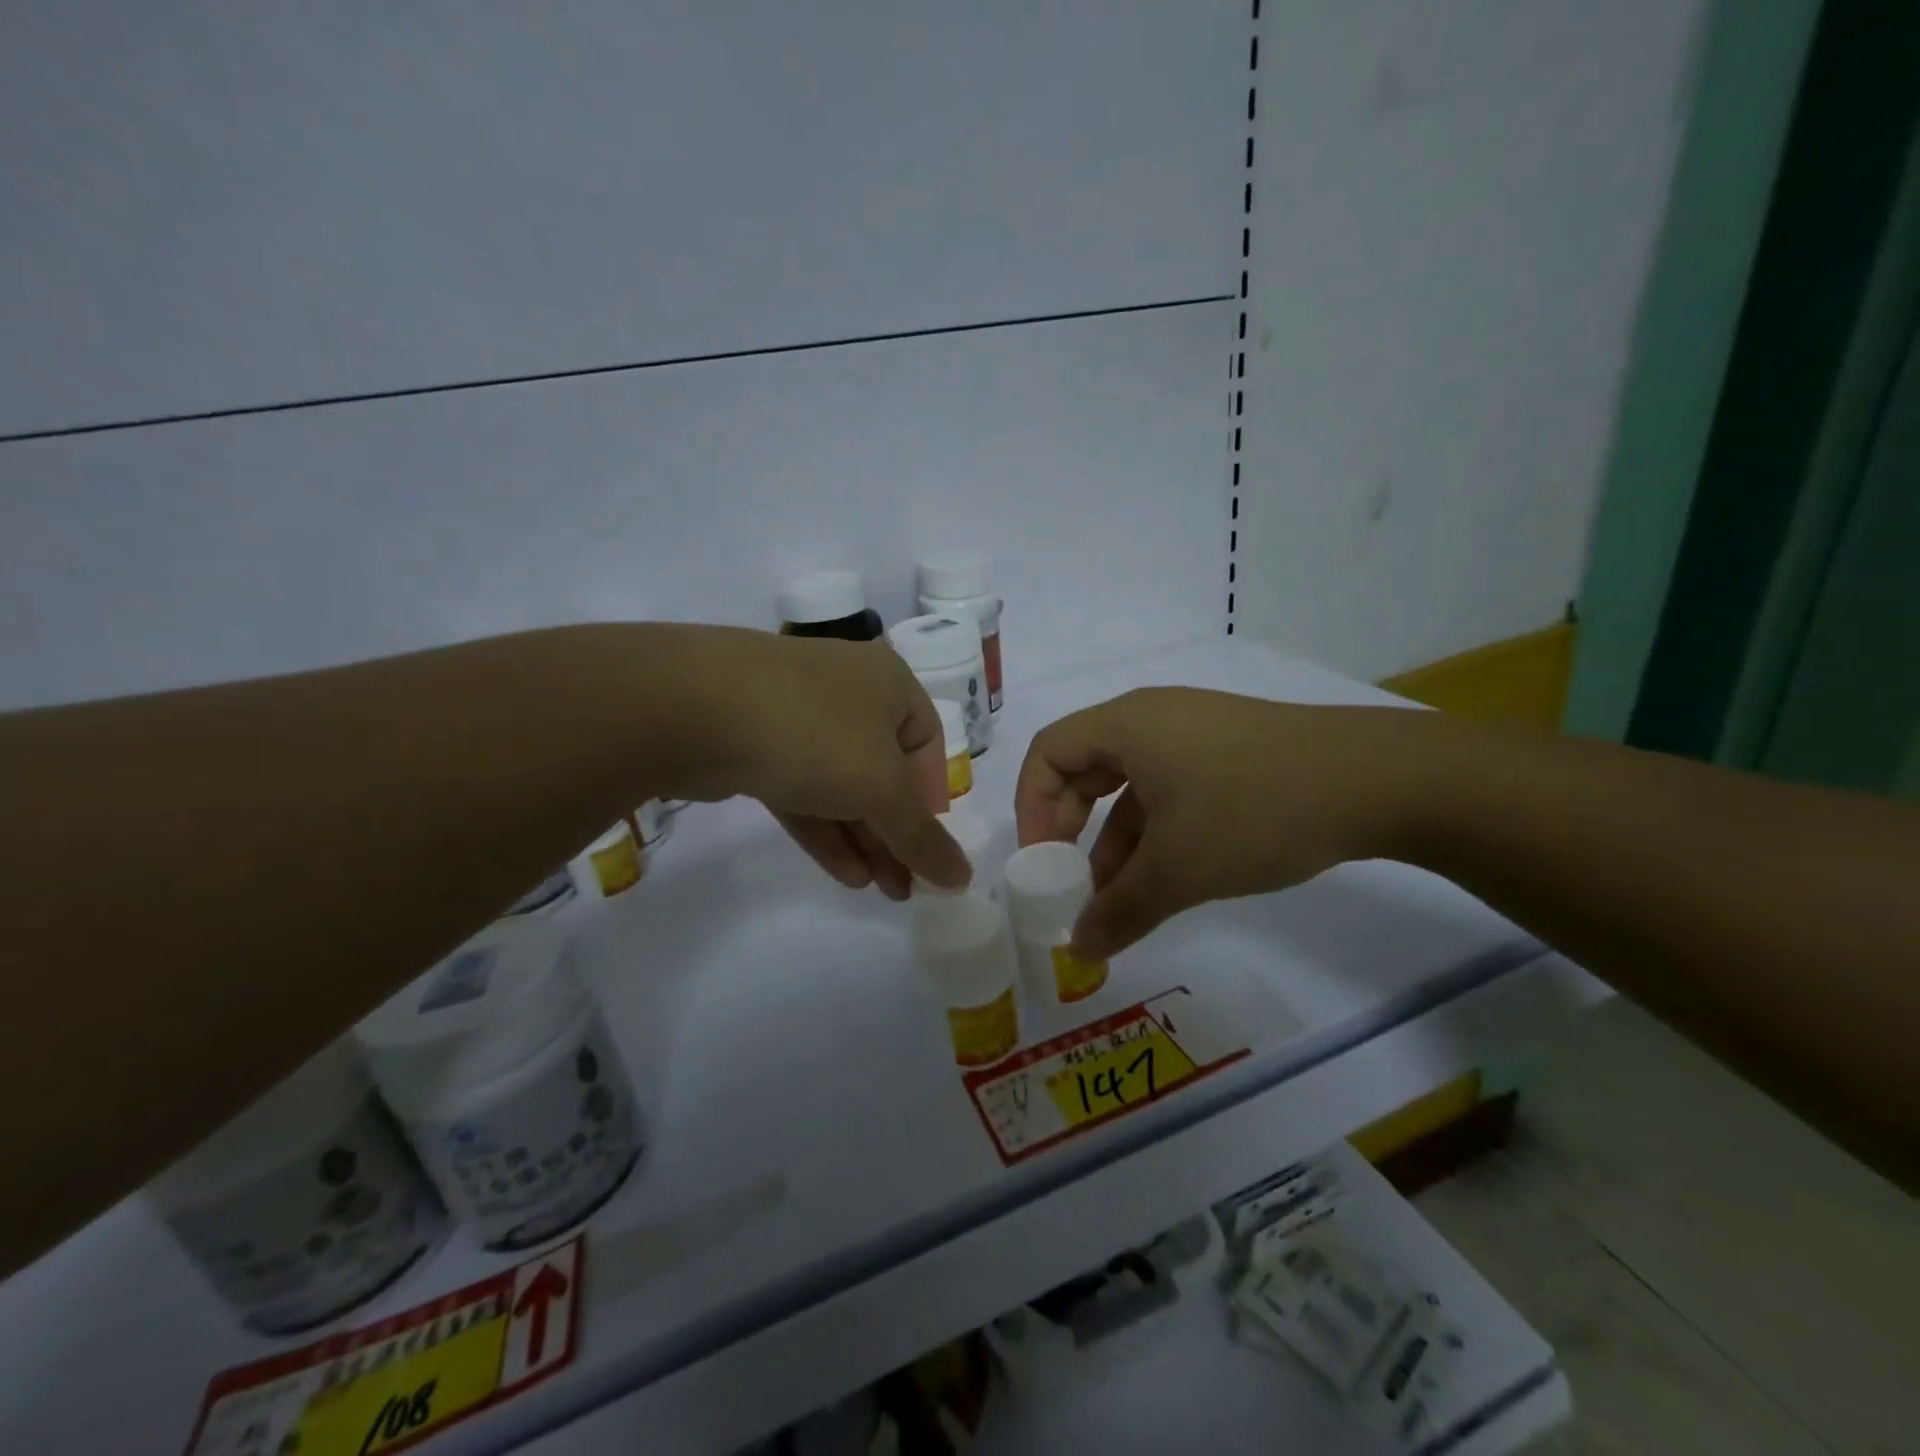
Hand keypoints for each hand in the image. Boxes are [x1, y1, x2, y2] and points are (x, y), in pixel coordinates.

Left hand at [662, 626, 969, 898]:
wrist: (692, 706)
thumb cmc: (814, 734)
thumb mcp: (881, 789)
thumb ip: (923, 837)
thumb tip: (964, 879)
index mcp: (890, 684)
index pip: (928, 745)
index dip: (933, 800)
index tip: (929, 847)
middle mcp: (847, 692)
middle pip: (884, 771)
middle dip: (896, 832)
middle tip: (906, 886)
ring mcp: (797, 714)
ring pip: (841, 784)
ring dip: (864, 838)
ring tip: (880, 891)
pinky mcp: (755, 743)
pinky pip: (803, 789)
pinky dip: (825, 829)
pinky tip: (845, 873)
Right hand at [1014, 688, 1425, 956]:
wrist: (1377, 781)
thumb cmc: (1253, 810)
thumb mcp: (1179, 869)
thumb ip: (1120, 910)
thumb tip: (1080, 949)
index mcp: (1126, 725)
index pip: (1048, 752)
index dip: (1031, 807)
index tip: (1043, 862)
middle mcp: (1153, 719)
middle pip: (1084, 766)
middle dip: (1069, 827)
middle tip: (1072, 881)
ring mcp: (1195, 733)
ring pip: (1131, 785)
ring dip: (1115, 840)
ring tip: (1119, 899)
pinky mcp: (1230, 753)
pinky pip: (1170, 789)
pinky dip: (1155, 832)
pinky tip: (1167, 878)